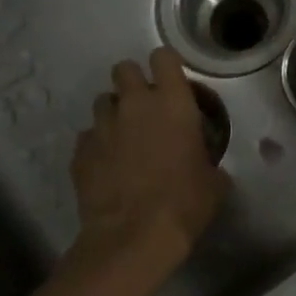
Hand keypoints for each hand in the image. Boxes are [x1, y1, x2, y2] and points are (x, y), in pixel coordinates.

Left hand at [70, 47, 227, 271]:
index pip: (163, 57)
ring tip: (123, 137)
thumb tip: (208, 167)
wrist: (133, 237)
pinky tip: (106, 166)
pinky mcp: (81, 151)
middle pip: (124, 68)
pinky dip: (97, 145)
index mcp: (172, 103)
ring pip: (102, 101)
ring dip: (113, 113)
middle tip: (144, 107)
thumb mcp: (214, 182)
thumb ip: (208, 161)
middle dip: (133, 82)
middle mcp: (134, 104)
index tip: (171, 82)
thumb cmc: (184, 204)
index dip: (166, 66)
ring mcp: (103, 126)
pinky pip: (88, 136)